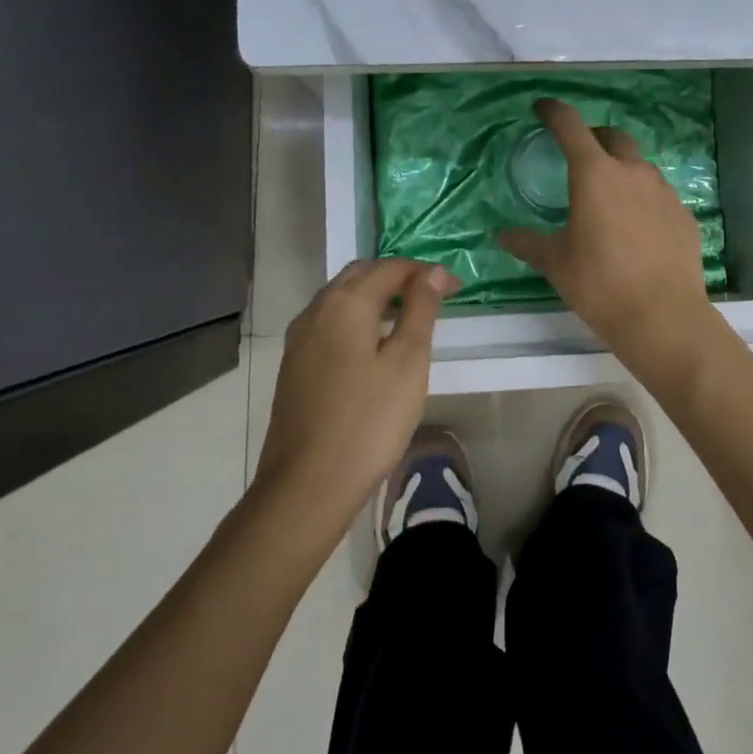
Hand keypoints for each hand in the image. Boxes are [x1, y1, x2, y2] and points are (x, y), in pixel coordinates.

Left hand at [255, 258, 458, 529]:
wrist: (307, 485)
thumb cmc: (369, 421)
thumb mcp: (408, 362)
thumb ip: (421, 310)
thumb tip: (434, 272)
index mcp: (345, 303)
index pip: (391, 268)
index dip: (426, 272)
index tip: (458, 289)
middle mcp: (316, 310)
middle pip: (360, 275)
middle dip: (398, 277)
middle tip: (434, 297)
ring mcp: (299, 339)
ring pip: (341, 298)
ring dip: (376, 296)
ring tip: (409, 318)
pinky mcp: (294, 364)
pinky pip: (329, 322)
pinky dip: (357, 318)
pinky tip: (374, 345)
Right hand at [498, 98, 717, 360]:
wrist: (663, 316)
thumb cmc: (600, 284)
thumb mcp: (555, 263)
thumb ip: (527, 243)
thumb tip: (501, 235)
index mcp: (595, 175)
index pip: (571, 126)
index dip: (553, 112)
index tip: (542, 108)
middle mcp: (633, 173)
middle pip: (613, 137)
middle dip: (594, 137)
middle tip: (579, 154)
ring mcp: (664, 192)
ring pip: (640, 167)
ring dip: (621, 170)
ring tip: (608, 198)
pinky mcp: (684, 215)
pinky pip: (659, 196)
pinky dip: (643, 200)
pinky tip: (637, 229)